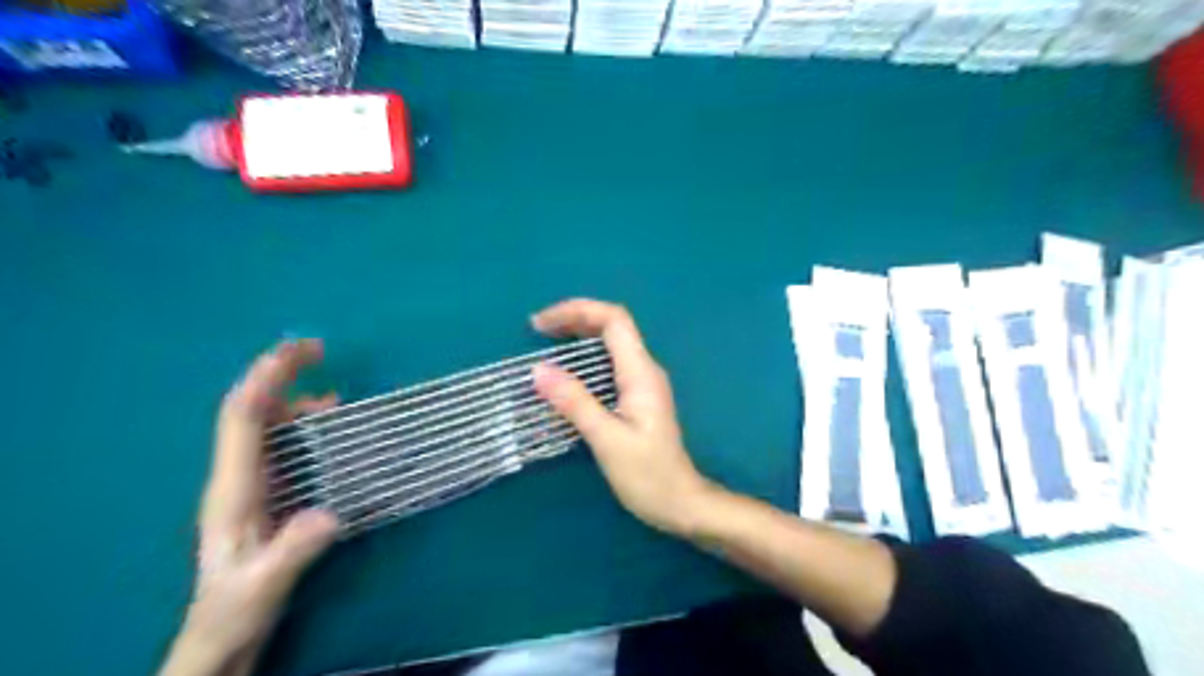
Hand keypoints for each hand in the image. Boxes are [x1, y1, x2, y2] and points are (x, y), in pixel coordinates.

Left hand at [160, 340, 338, 675]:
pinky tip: (327, 430)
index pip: (243, 418)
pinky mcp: (265, 493)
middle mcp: (237, 477)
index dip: (268, 379)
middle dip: (280, 375)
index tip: (302, 351)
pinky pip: (280, 445)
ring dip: (295, 400)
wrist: (219, 637)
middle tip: (320, 352)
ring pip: (265, 426)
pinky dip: (303, 425)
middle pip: (251, 411)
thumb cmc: (236, 611)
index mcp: (233, 489)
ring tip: (335, 397)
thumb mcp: (265, 586)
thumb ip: (294, 551)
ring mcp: (249, 484)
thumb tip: (330, 513)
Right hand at [529, 300, 712, 534]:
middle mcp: (645, 370)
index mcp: (641, 373)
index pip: (614, 320)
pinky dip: (585, 357)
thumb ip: (575, 403)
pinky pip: (610, 363)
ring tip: (546, 342)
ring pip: (611, 343)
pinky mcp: (637, 397)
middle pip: (612, 325)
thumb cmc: (647, 475)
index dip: (578, 311)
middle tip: (538, 329)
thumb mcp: (607, 440)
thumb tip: (539, 370)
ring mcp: (643, 382)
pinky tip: (567, 371)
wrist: (680, 502)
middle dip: (575, 319)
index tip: (542, 324)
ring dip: (579, 335)